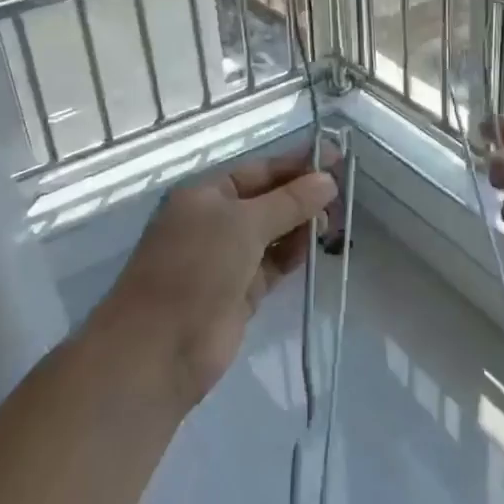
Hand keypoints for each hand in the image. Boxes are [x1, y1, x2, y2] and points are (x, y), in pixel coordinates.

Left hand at [103, 143, 339, 409]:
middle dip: (302, 195)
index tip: (336, 156)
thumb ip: (289, 201)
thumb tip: (328, 180)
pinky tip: (317, 246)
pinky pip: (273, 264)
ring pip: (273, 233)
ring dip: (302, 224)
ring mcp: (227, 259)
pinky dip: (294, 254)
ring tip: (336, 219)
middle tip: (343, 193)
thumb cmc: (196, 268)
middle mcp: (215, 222)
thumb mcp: (244, 224)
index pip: (258, 170)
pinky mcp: (240, 292)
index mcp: (205, 195)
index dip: (296, 163)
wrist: (161, 348)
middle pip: (268, 200)